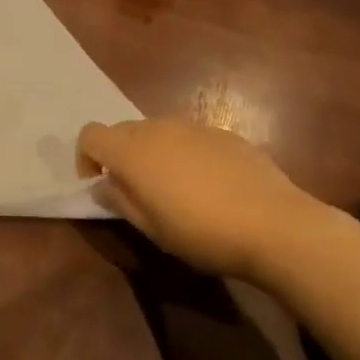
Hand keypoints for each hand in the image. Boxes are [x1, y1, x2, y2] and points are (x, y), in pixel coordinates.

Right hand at [77, 118, 330, 279]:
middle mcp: (157, 128)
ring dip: (152, 153)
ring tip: (173, 189)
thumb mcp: (151, 228)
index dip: (86, 158)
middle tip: (136, 192)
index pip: (90, 135)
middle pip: (122, 131)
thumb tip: (103, 186)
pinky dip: (184, 153)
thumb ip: (120, 201)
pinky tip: (208, 185)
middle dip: (119, 155)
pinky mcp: (222, 133)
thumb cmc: (201, 232)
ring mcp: (192, 127)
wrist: (273, 224)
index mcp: (131, 151)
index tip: (100, 185)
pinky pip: (188, 137)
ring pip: (156, 132)